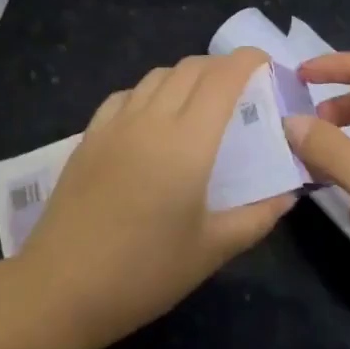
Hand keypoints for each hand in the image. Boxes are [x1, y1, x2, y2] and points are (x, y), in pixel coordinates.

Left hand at [16, 48, 296, 348]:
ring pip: (157, 75)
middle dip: (221, 66)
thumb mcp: (211, 250)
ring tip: (200, 102)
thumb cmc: (144, 273)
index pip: (223, 79)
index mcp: (188, 142)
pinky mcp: (90, 135)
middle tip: (240, 88)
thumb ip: (257, 217)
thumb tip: (288, 194)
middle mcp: (152, 119)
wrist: (61, 287)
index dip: (247, 60)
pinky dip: (150, 92)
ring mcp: (115, 124)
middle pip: (190, 68)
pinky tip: (153, 118)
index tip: (266, 63)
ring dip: (186, 76)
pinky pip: (126, 94)